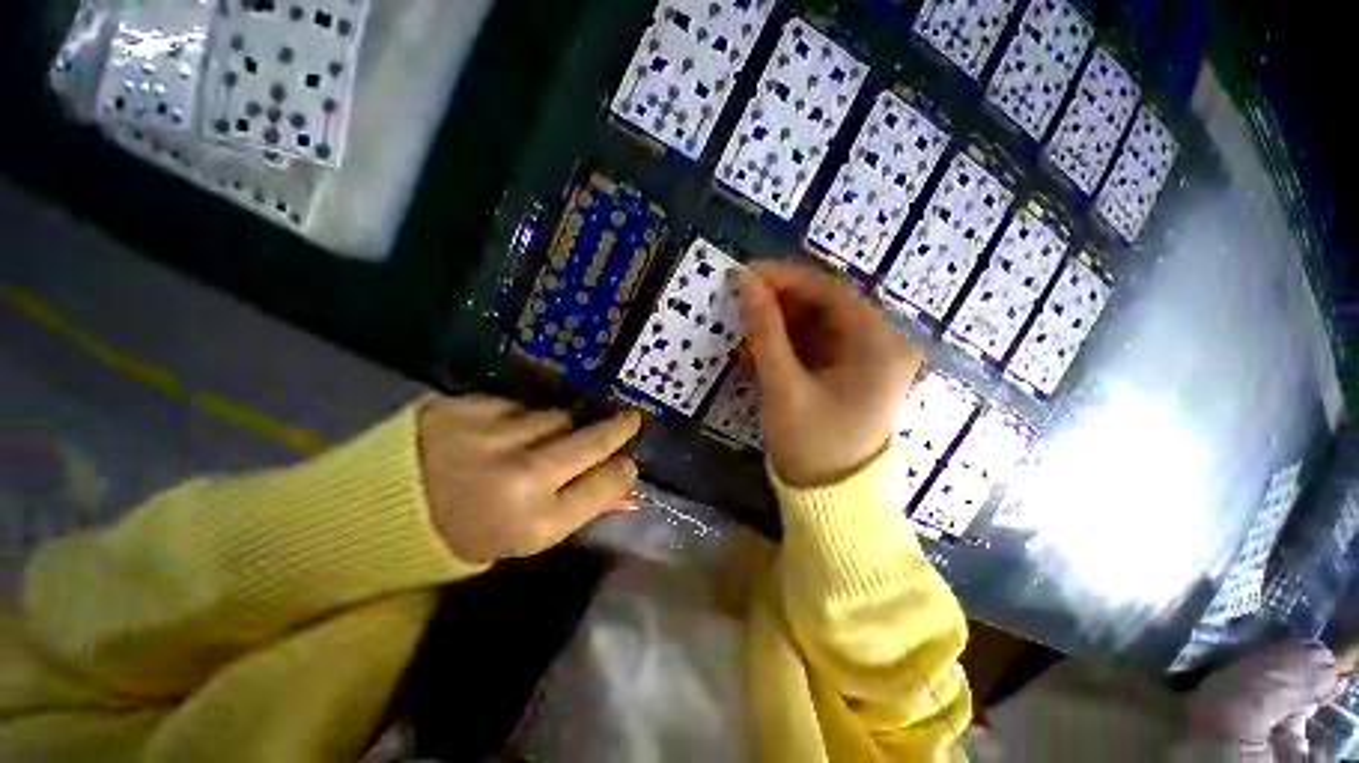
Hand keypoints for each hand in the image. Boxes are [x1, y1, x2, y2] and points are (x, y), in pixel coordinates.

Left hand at [417, 395, 640, 562]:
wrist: (375, 513)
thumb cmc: (463, 535)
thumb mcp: (524, 536)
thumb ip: (579, 509)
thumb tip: (629, 494)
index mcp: (536, 521)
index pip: (608, 482)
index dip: (624, 470)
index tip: (627, 461)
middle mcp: (521, 477)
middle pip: (592, 439)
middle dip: (618, 428)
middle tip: (630, 419)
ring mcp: (492, 436)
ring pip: (557, 415)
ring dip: (558, 425)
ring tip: (536, 440)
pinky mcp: (466, 407)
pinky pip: (517, 403)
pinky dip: (519, 415)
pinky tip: (500, 430)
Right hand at [739, 262, 921, 486]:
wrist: (828, 499)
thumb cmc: (812, 445)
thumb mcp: (784, 386)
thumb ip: (764, 332)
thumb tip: (744, 283)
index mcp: (879, 346)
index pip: (831, 292)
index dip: (786, 279)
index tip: (745, 274)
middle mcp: (879, 345)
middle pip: (823, 307)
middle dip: (777, 305)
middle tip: (738, 305)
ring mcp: (862, 359)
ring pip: (814, 325)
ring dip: (776, 328)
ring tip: (741, 338)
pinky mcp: (845, 372)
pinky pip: (811, 346)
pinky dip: (782, 348)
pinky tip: (754, 357)